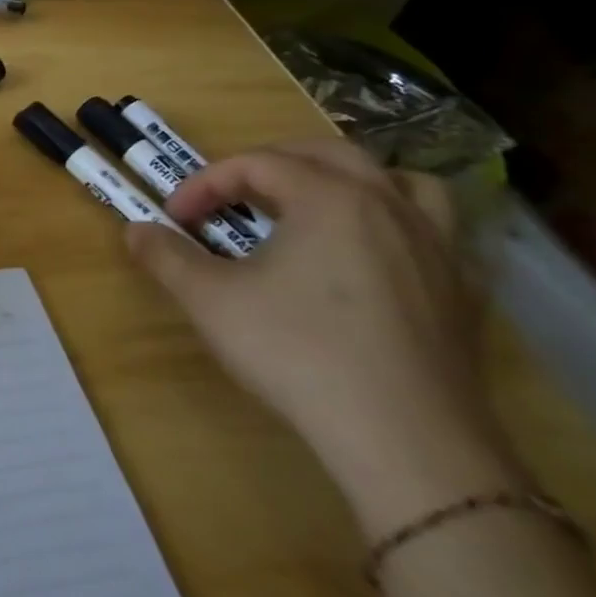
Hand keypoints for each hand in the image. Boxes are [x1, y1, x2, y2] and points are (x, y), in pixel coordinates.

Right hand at [126, 139, 526, 533]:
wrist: (405, 441)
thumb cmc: (297, 353)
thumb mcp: (209, 300)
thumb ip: (165, 256)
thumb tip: (135, 230)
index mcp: (329, 198)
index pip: (256, 164)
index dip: (205, 184)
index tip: (176, 219)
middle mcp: (388, 207)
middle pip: (329, 154)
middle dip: (272, 163)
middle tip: (235, 194)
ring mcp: (436, 249)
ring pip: (401, 182)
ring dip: (352, 180)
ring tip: (317, 204)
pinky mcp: (460, 293)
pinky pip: (435, 232)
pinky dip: (398, 224)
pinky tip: (371, 256)